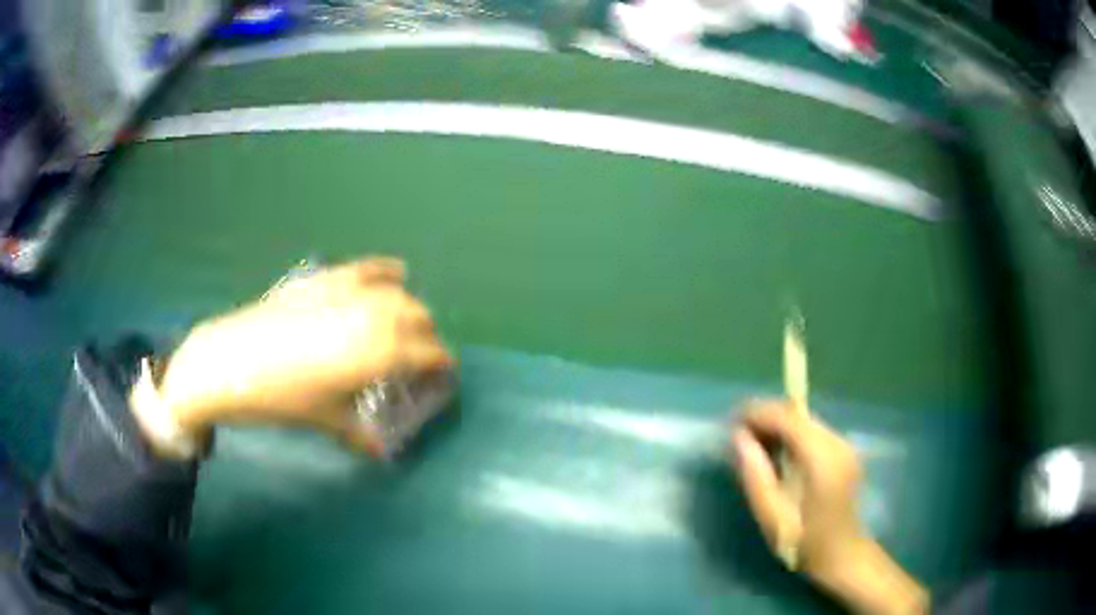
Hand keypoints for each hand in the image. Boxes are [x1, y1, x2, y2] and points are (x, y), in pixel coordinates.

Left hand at [148, 257, 452, 454]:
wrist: (230, 363)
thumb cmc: (282, 398)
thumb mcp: (324, 420)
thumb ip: (360, 435)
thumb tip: (379, 452)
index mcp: (378, 352)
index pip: (427, 353)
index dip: (441, 363)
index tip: (444, 374)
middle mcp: (371, 315)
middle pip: (418, 317)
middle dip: (427, 336)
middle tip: (419, 357)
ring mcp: (347, 291)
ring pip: (397, 292)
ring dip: (410, 308)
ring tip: (404, 325)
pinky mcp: (324, 279)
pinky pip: (366, 269)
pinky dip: (385, 271)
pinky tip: (393, 275)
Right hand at [731, 400, 927, 613]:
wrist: (841, 554)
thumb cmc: (803, 540)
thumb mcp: (770, 512)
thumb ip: (754, 472)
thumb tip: (738, 436)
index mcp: (821, 456)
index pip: (787, 416)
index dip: (757, 412)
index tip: (731, 422)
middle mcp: (837, 441)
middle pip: (797, 414)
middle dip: (766, 417)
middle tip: (738, 435)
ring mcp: (844, 444)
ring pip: (805, 421)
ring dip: (779, 426)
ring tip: (755, 445)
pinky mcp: (844, 452)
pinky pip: (813, 432)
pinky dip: (792, 435)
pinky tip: (779, 454)